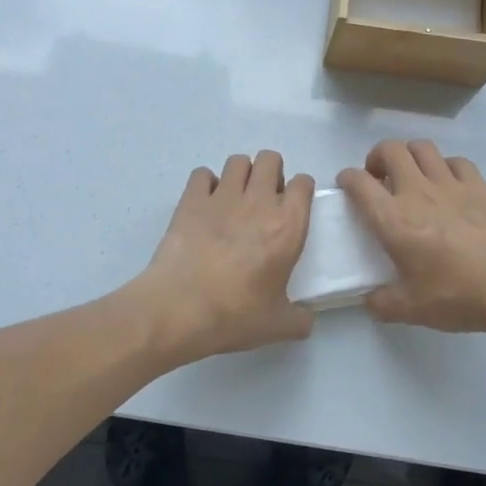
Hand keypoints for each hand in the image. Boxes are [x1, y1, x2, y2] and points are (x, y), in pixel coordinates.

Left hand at [131, 151, 315, 364]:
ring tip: (235, 199)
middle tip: (264, 200)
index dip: (300, 191)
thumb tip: (306, 319)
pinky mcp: (191, 200)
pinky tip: (204, 204)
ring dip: (241, 174)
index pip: (304, 184)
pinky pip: (202, 174)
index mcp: (288, 226)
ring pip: (238, 161)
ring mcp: (222, 197)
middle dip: (271, 173)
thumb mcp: (278, 326)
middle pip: (270, 159)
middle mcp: (259, 202)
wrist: (180, 309)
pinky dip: (206, 184)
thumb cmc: (235, 315)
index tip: (293, 206)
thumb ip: (299, 319)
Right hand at [338, 139, 485, 335]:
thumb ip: (384, 303)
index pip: (359, 183)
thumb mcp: (412, 309)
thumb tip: (370, 300)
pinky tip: (448, 184)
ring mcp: (451, 184)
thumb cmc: (458, 295)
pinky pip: (456, 161)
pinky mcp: (480, 186)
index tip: (346, 185)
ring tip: (411, 175)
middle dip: (377, 157)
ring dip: (410, 155)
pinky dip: (445, 166)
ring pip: (422, 147)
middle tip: (379, 178)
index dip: (347, 178)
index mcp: (393, 219)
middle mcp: (417, 192)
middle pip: (390, 150)